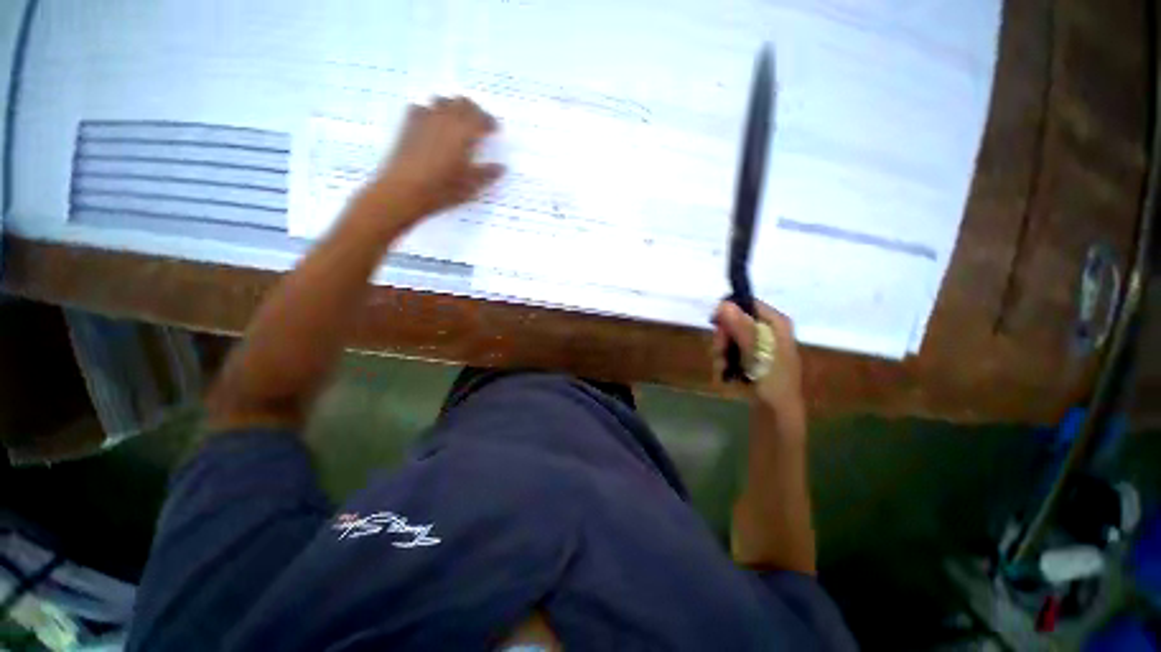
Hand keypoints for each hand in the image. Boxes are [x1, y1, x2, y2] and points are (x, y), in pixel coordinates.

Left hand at [368, 96, 504, 228]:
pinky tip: (431, 124)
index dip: (489, 121)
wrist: (404, 191)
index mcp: (463, 133)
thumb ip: (487, 174)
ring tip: (456, 121)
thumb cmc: (442, 189)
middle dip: (472, 110)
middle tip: (478, 122)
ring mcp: (424, 120)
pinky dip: (430, 111)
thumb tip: (502, 167)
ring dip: (451, 107)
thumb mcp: (470, 185)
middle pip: (461, 102)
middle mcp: (444, 120)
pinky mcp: (408, 126)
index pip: (480, 118)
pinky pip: (420, 108)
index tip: (494, 129)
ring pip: (440, 101)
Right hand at [712, 300, 804, 420]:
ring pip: (728, 337)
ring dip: (721, 352)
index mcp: (776, 323)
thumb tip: (723, 304)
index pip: (749, 304)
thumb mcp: (756, 353)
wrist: (776, 414)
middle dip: (723, 337)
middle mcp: (766, 330)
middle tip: (720, 351)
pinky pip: (729, 351)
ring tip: (723, 367)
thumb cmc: (772, 382)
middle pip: (735, 320)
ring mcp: (757, 345)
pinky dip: (723, 361)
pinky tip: (725, 372)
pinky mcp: (748, 358)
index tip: (714, 323)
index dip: (729, 310)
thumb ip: (741, 328)